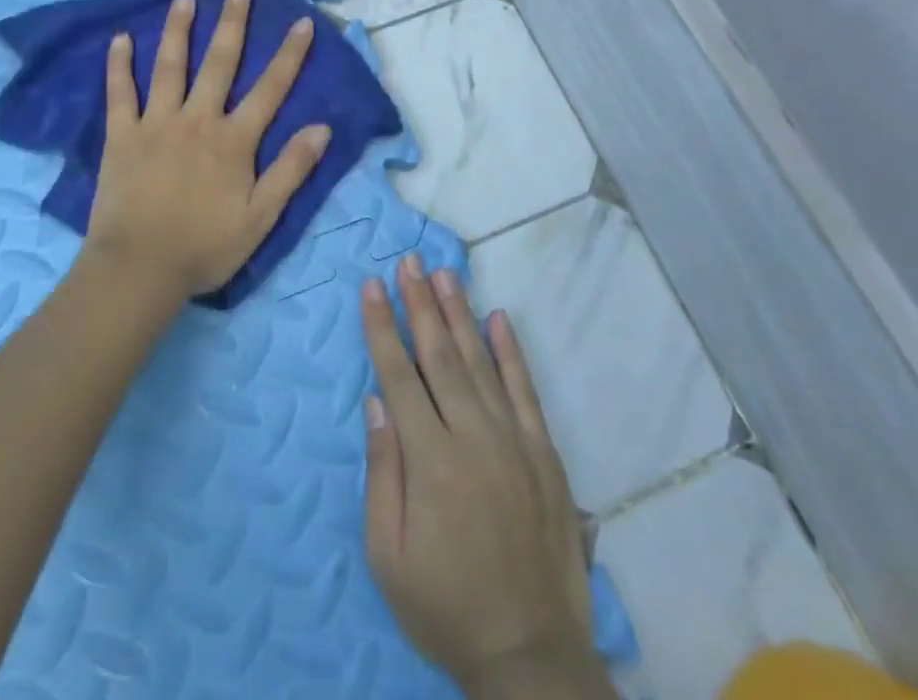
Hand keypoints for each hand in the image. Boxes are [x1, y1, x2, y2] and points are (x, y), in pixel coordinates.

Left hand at [84, 0, 331, 301]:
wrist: (139, 269)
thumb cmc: (204, 247)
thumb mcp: (261, 217)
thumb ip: (291, 170)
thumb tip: (322, 128)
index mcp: (233, 140)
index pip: (270, 89)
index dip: (289, 55)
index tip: (301, 22)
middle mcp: (197, 120)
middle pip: (220, 63)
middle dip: (233, 22)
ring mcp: (156, 123)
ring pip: (170, 66)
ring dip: (179, 29)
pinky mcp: (121, 135)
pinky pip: (120, 93)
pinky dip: (119, 65)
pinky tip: (120, 39)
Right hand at [363, 256, 606, 696]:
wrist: (530, 655)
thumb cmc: (445, 605)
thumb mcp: (388, 555)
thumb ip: (382, 471)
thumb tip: (375, 401)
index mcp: (429, 460)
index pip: (398, 374)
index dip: (382, 327)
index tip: (373, 285)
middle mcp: (472, 437)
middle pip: (439, 355)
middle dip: (420, 303)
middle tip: (409, 261)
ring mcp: (513, 441)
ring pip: (480, 362)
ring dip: (460, 314)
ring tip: (444, 274)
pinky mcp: (544, 454)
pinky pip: (525, 391)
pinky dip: (512, 353)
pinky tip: (500, 319)